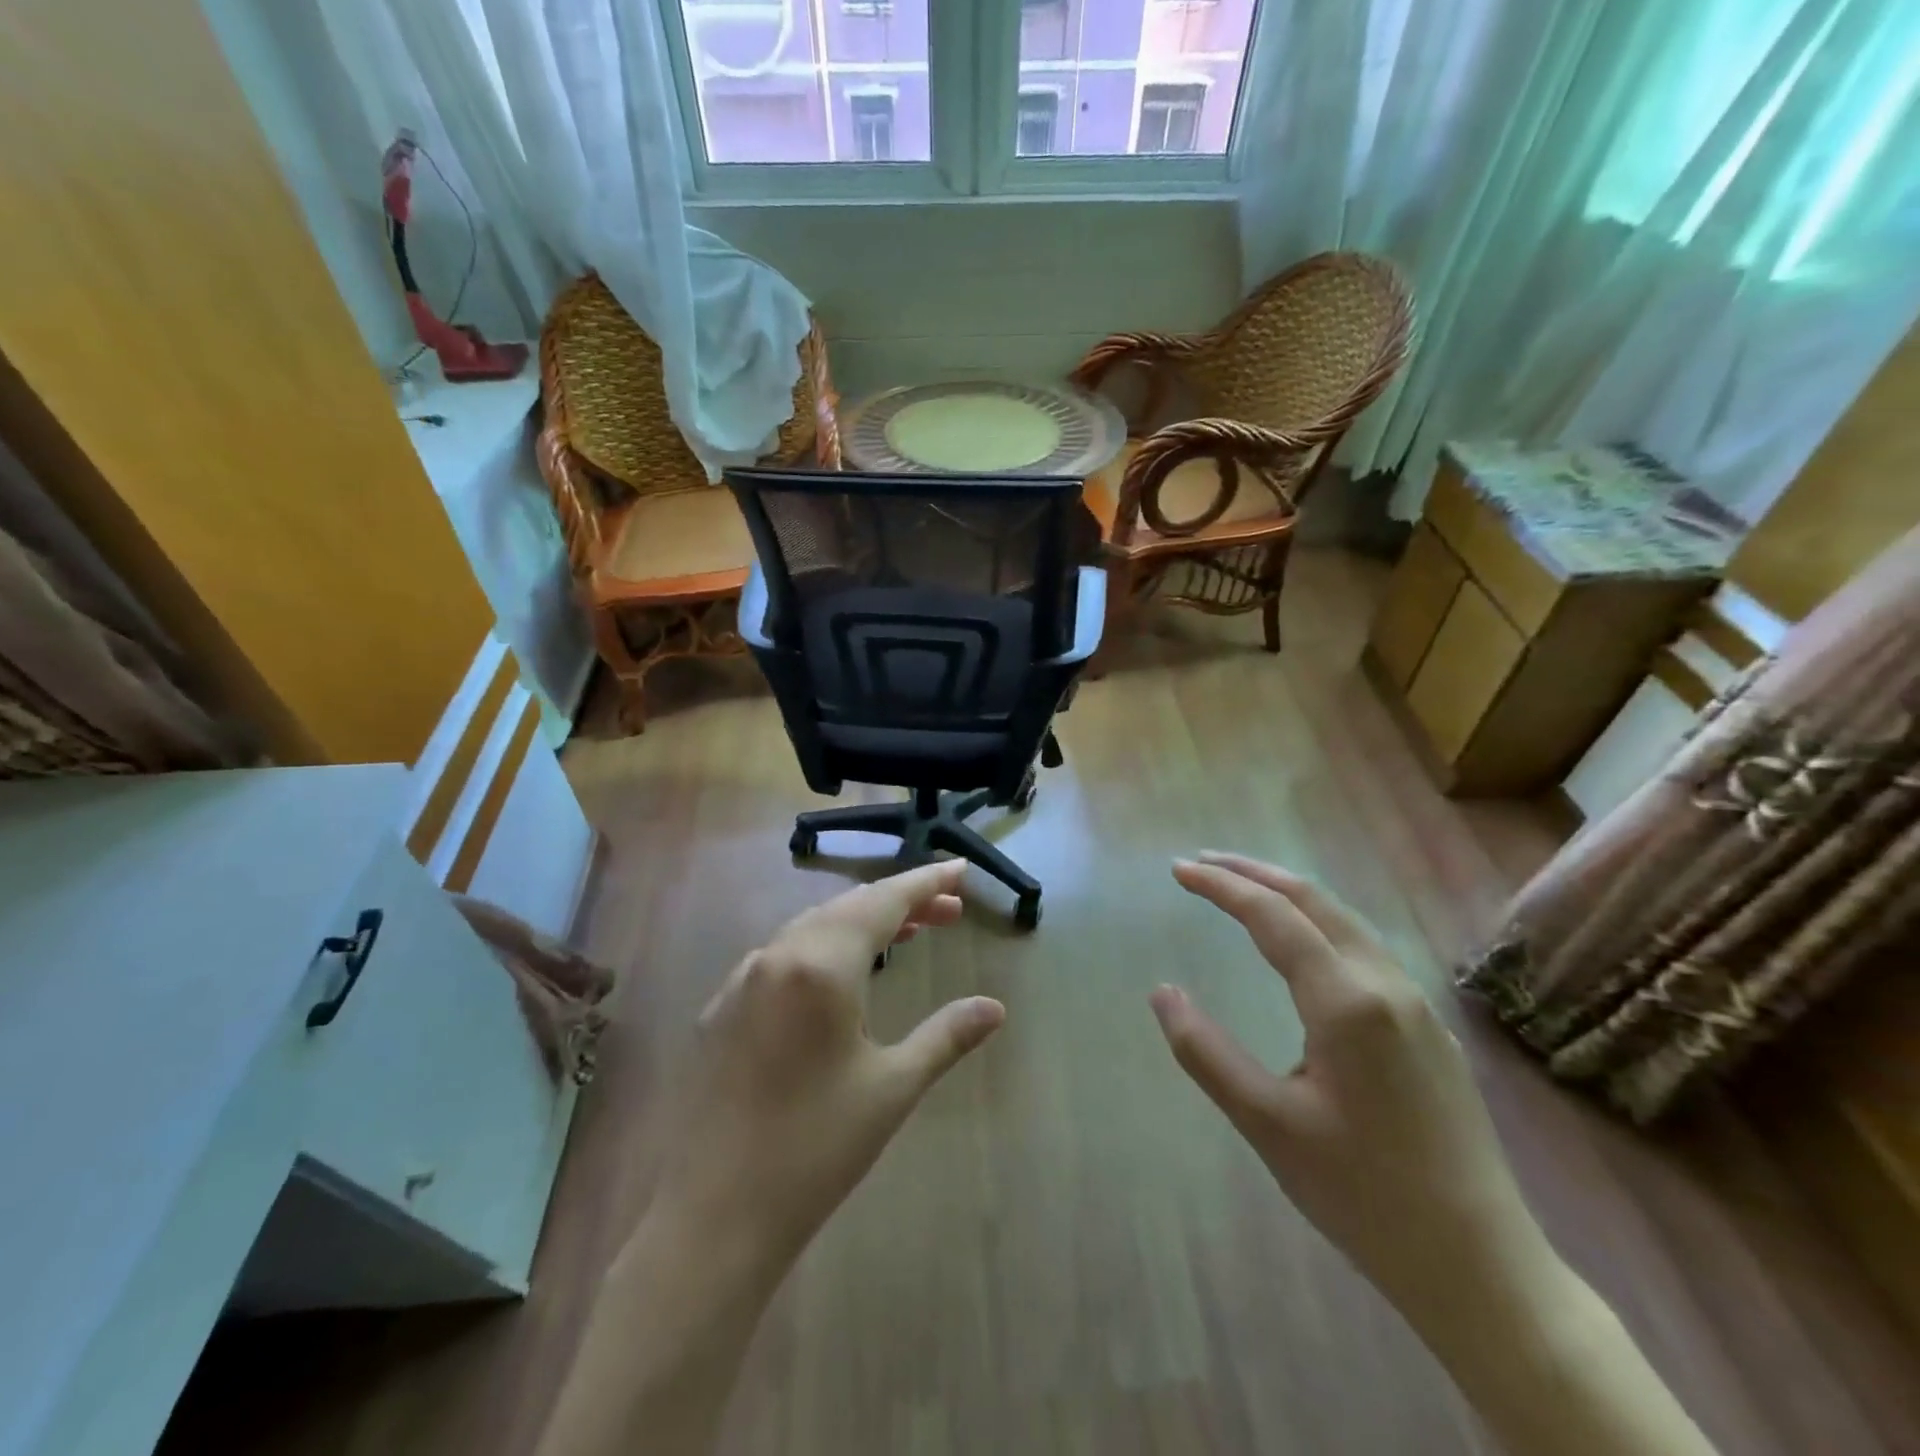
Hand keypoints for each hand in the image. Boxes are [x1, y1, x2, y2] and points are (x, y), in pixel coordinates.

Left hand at [653, 859, 1006, 1275]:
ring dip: (862, 923)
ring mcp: (741, 980)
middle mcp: (776, 955)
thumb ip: (946, 1035)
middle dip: (901, 902)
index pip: (883, 902)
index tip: (960, 870)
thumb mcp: (892, 1088)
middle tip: (949, 910)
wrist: (710, 1220)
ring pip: (813, 927)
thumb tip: (994, 1007)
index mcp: (820, 964)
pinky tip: (840, 975)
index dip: (925, 882)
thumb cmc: (813, 1150)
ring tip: (907, 933)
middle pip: (849, 907)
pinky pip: (784, 956)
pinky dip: (824, 948)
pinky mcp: (721, 1009)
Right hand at [1150, 853, 1550, 1324]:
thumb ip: (1206, 1052)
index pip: (1272, 916)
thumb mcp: (1267, 1125)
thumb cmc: (1363, 1196)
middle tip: (1200, 864)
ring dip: (1287, 894)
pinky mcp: (1427, 1026)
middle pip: (1313, 900)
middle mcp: (1385, 985)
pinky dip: (1317, 921)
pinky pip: (1363, 947)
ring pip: (1344, 920)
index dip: (1221, 887)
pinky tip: (1301, 941)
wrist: (1481, 1267)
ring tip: (1241, 888)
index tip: (1177, 870)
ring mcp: (1415, 1003)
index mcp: (1346, 1002)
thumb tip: (1162, 992)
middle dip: (1252, 873)